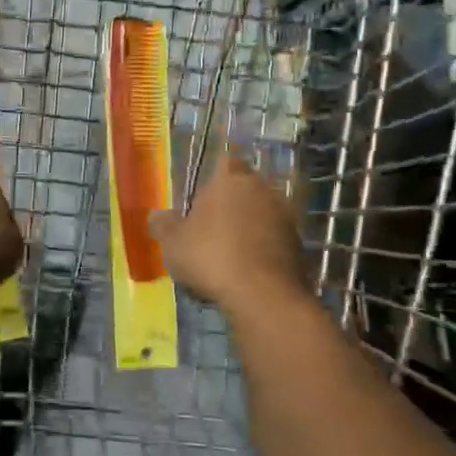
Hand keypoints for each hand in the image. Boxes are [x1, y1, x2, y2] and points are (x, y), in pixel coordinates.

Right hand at [148, 155, 305, 315]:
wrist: (263, 294)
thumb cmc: (211, 257)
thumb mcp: (173, 243)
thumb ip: (163, 225)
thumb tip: (156, 215)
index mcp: (229, 179)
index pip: (225, 162)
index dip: (214, 178)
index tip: (203, 198)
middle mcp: (261, 189)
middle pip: (246, 187)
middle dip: (232, 202)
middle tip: (213, 226)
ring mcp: (285, 215)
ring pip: (263, 212)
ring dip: (250, 226)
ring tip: (231, 252)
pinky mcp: (299, 242)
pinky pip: (275, 237)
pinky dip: (264, 247)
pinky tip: (250, 268)